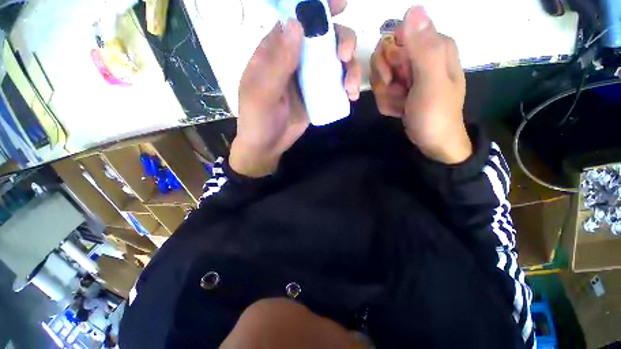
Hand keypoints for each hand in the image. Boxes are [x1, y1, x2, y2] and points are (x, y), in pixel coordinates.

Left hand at [230, 0, 360, 177]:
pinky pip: (336, 83)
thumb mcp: (263, 93)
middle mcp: (294, 60)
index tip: (339, 5)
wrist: (268, 145)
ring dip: (350, 68)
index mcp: (275, 51)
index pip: (296, 19)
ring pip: (334, 61)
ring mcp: (308, 78)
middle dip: (341, 40)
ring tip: (352, 87)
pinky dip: (347, 85)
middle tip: (346, 56)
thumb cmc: (258, 120)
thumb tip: (297, 24)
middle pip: (323, 38)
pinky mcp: (317, 94)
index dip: (317, 7)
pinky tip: (351, 95)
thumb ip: (278, 63)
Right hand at [370, 6, 471, 163]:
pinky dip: (387, 103)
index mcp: (433, 46)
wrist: (433, 142)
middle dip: (385, 82)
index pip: (394, 37)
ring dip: (386, 95)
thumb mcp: (431, 83)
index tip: (392, 78)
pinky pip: (383, 90)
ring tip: (401, 105)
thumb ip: (423, 48)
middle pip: (384, 57)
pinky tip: (400, 110)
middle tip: (399, 95)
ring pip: (380, 76)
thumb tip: (412, 8)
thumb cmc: (435, 115)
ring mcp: (410, 72)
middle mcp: (421, 55)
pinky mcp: (403, 87)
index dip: (387, 60)